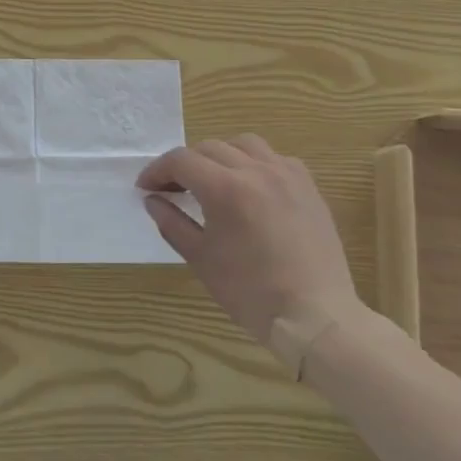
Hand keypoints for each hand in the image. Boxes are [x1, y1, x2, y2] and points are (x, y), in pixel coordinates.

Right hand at [138, 136, 363, 373]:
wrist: (315, 316)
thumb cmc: (251, 292)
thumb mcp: (201, 259)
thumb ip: (172, 222)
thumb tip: (153, 200)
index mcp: (225, 188)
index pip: (181, 161)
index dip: (157, 170)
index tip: (146, 188)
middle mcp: (256, 170)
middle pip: (209, 148)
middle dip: (185, 165)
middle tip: (173, 189)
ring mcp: (286, 175)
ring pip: (244, 144)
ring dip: (220, 155)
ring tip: (213, 180)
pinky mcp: (308, 187)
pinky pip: (275, 158)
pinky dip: (255, 163)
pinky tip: (251, 187)